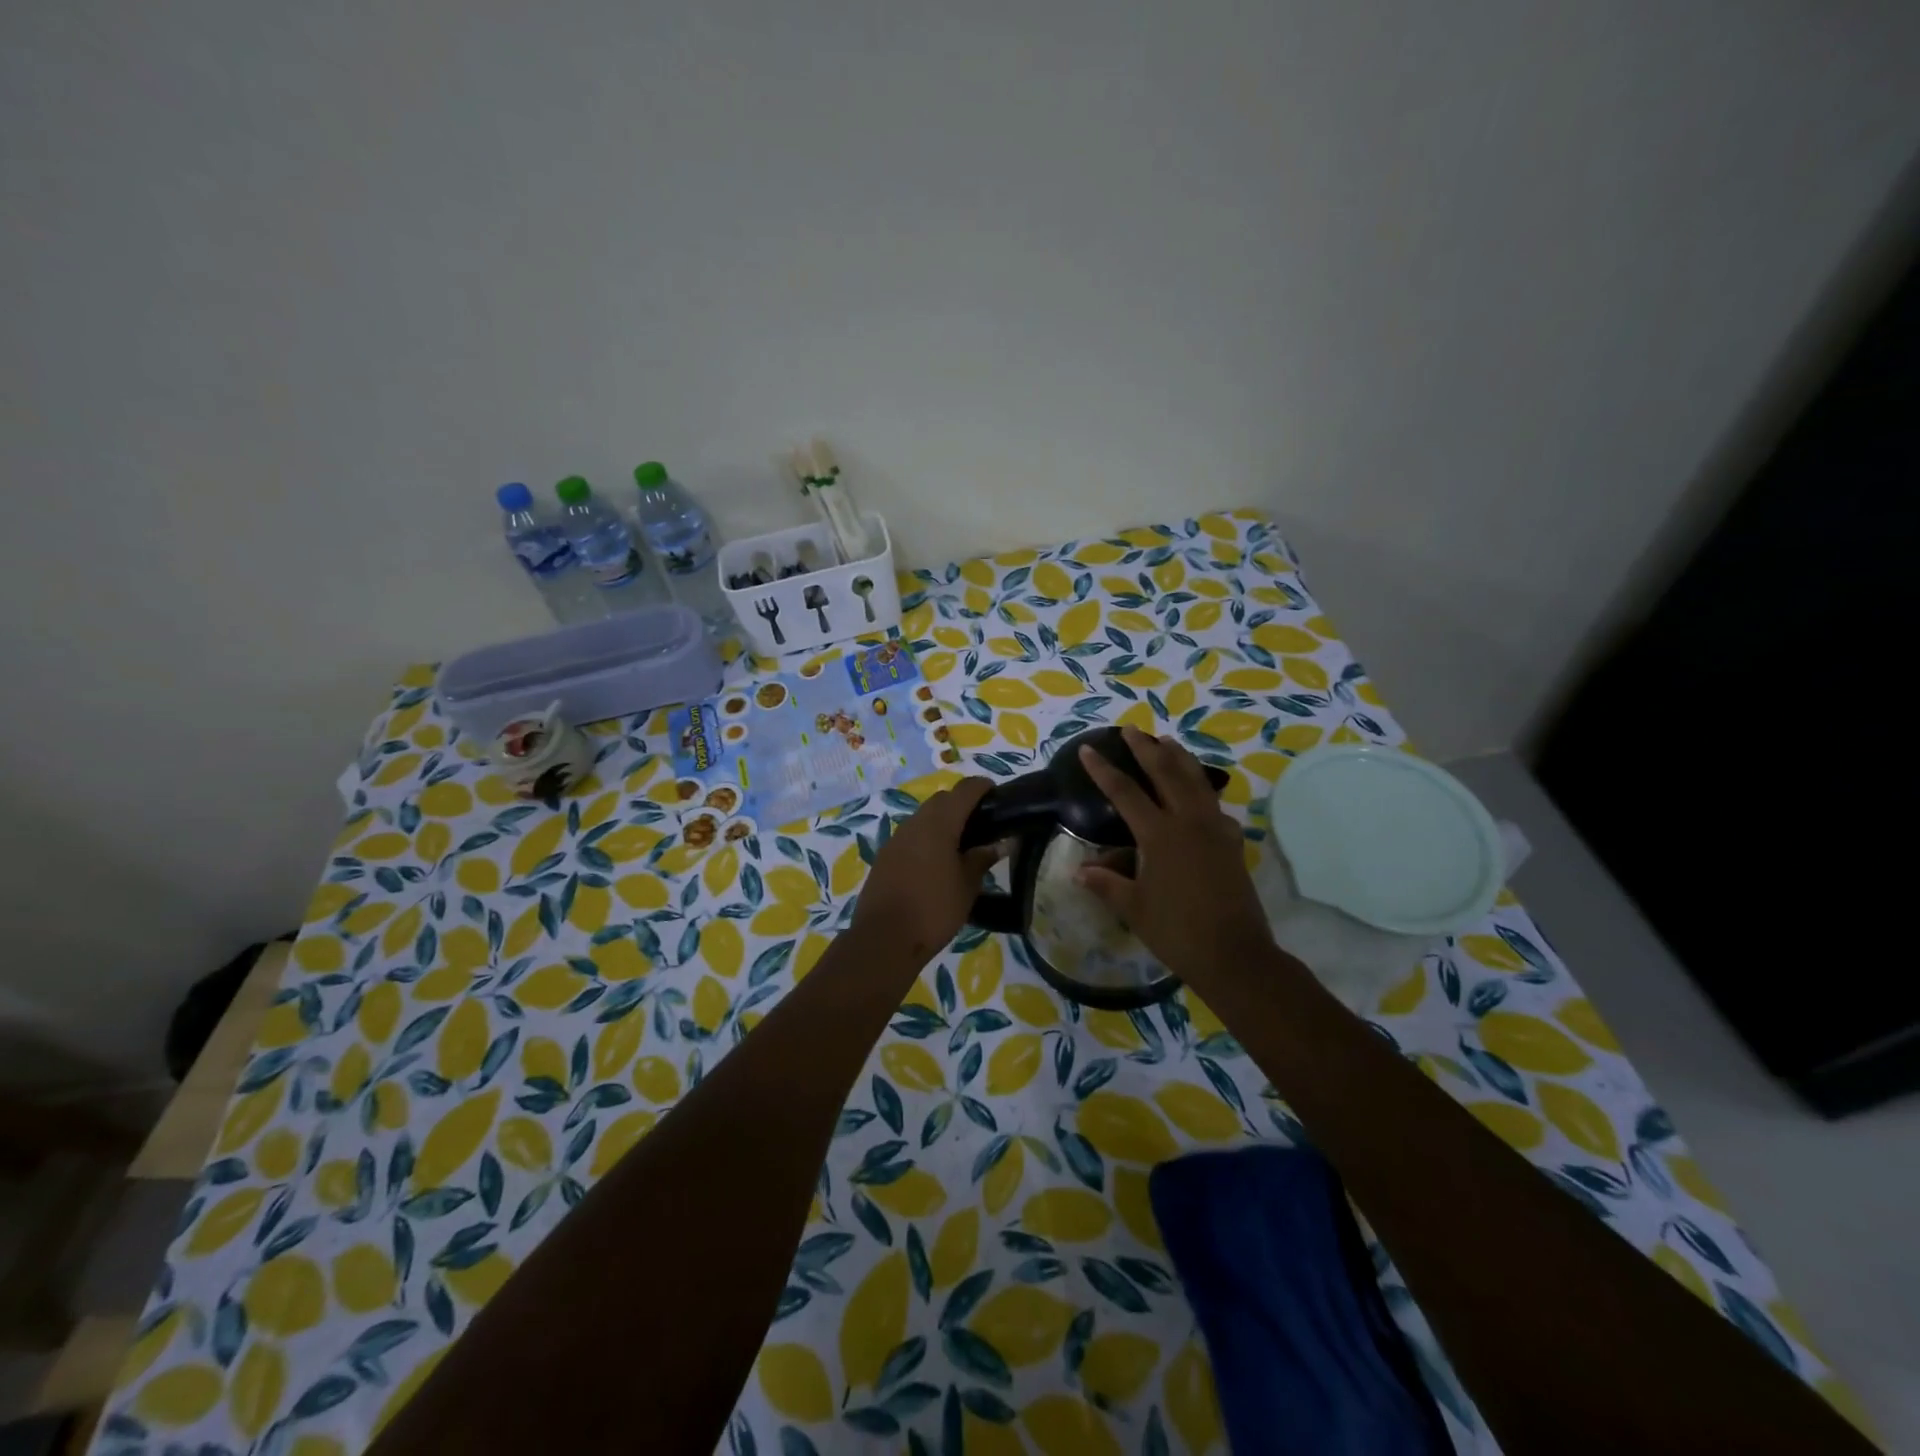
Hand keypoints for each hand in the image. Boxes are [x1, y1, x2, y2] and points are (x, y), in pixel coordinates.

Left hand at [853, 777, 1000, 962]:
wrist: (884, 938)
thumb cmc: (934, 909)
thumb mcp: (967, 886)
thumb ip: (982, 859)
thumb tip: (999, 844)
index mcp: (939, 823)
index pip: (965, 790)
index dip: (983, 787)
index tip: (997, 796)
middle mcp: (915, 823)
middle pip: (942, 800)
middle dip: (962, 804)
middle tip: (983, 825)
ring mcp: (896, 839)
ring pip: (924, 817)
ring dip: (943, 822)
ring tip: (962, 846)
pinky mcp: (885, 856)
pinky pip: (911, 836)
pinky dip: (927, 839)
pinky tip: (937, 863)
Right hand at [1076, 728, 1273, 984]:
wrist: (1235, 954)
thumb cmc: (1177, 932)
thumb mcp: (1134, 908)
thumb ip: (1107, 884)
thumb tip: (1080, 871)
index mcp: (1160, 835)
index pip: (1125, 792)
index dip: (1103, 770)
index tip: (1088, 749)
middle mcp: (1189, 822)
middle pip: (1166, 772)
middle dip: (1145, 749)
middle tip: (1130, 730)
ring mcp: (1215, 829)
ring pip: (1196, 780)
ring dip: (1179, 758)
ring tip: (1166, 742)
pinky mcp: (1232, 842)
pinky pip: (1215, 805)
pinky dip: (1203, 790)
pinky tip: (1200, 794)